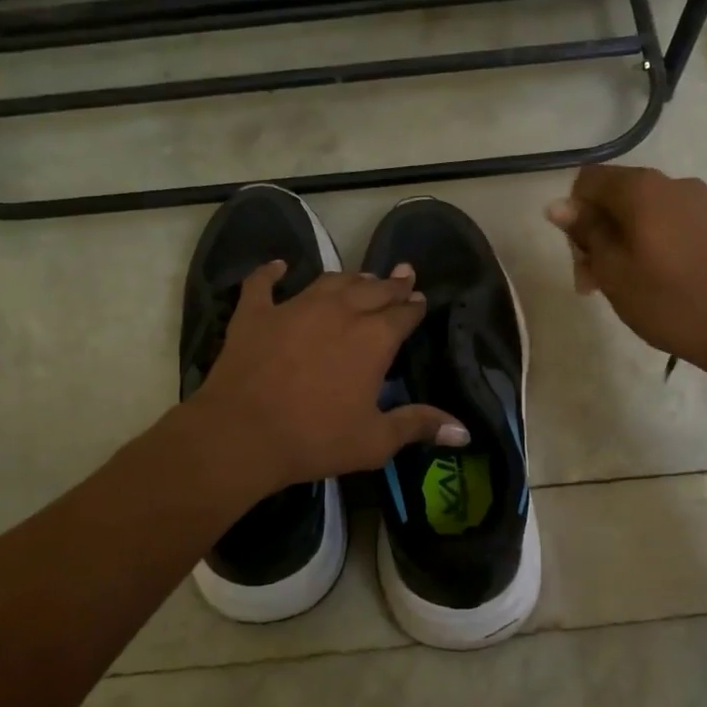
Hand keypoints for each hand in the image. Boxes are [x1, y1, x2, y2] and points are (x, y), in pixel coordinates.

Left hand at [190, 261, 467, 492]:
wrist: (242, 435)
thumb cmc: (315, 440)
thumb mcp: (375, 441)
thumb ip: (418, 426)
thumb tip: (464, 432)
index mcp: (373, 339)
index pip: (403, 314)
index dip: (414, 306)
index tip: (420, 300)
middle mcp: (339, 311)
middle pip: (372, 290)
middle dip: (391, 284)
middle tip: (402, 275)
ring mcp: (294, 307)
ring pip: (329, 281)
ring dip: (349, 278)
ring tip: (360, 276)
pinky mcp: (255, 314)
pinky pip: (262, 284)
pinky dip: (270, 273)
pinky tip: (278, 266)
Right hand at [546, 165, 706, 382]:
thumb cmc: (668, 301)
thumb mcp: (612, 270)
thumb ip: (585, 232)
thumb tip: (558, 204)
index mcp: (641, 188)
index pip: (587, 180)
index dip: (573, 214)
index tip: (579, 254)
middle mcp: (670, 183)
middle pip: (613, 196)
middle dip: (594, 233)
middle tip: (591, 282)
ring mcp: (696, 203)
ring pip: (637, 213)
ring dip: (617, 243)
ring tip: (616, 287)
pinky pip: (663, 224)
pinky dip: (644, 245)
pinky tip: (646, 281)